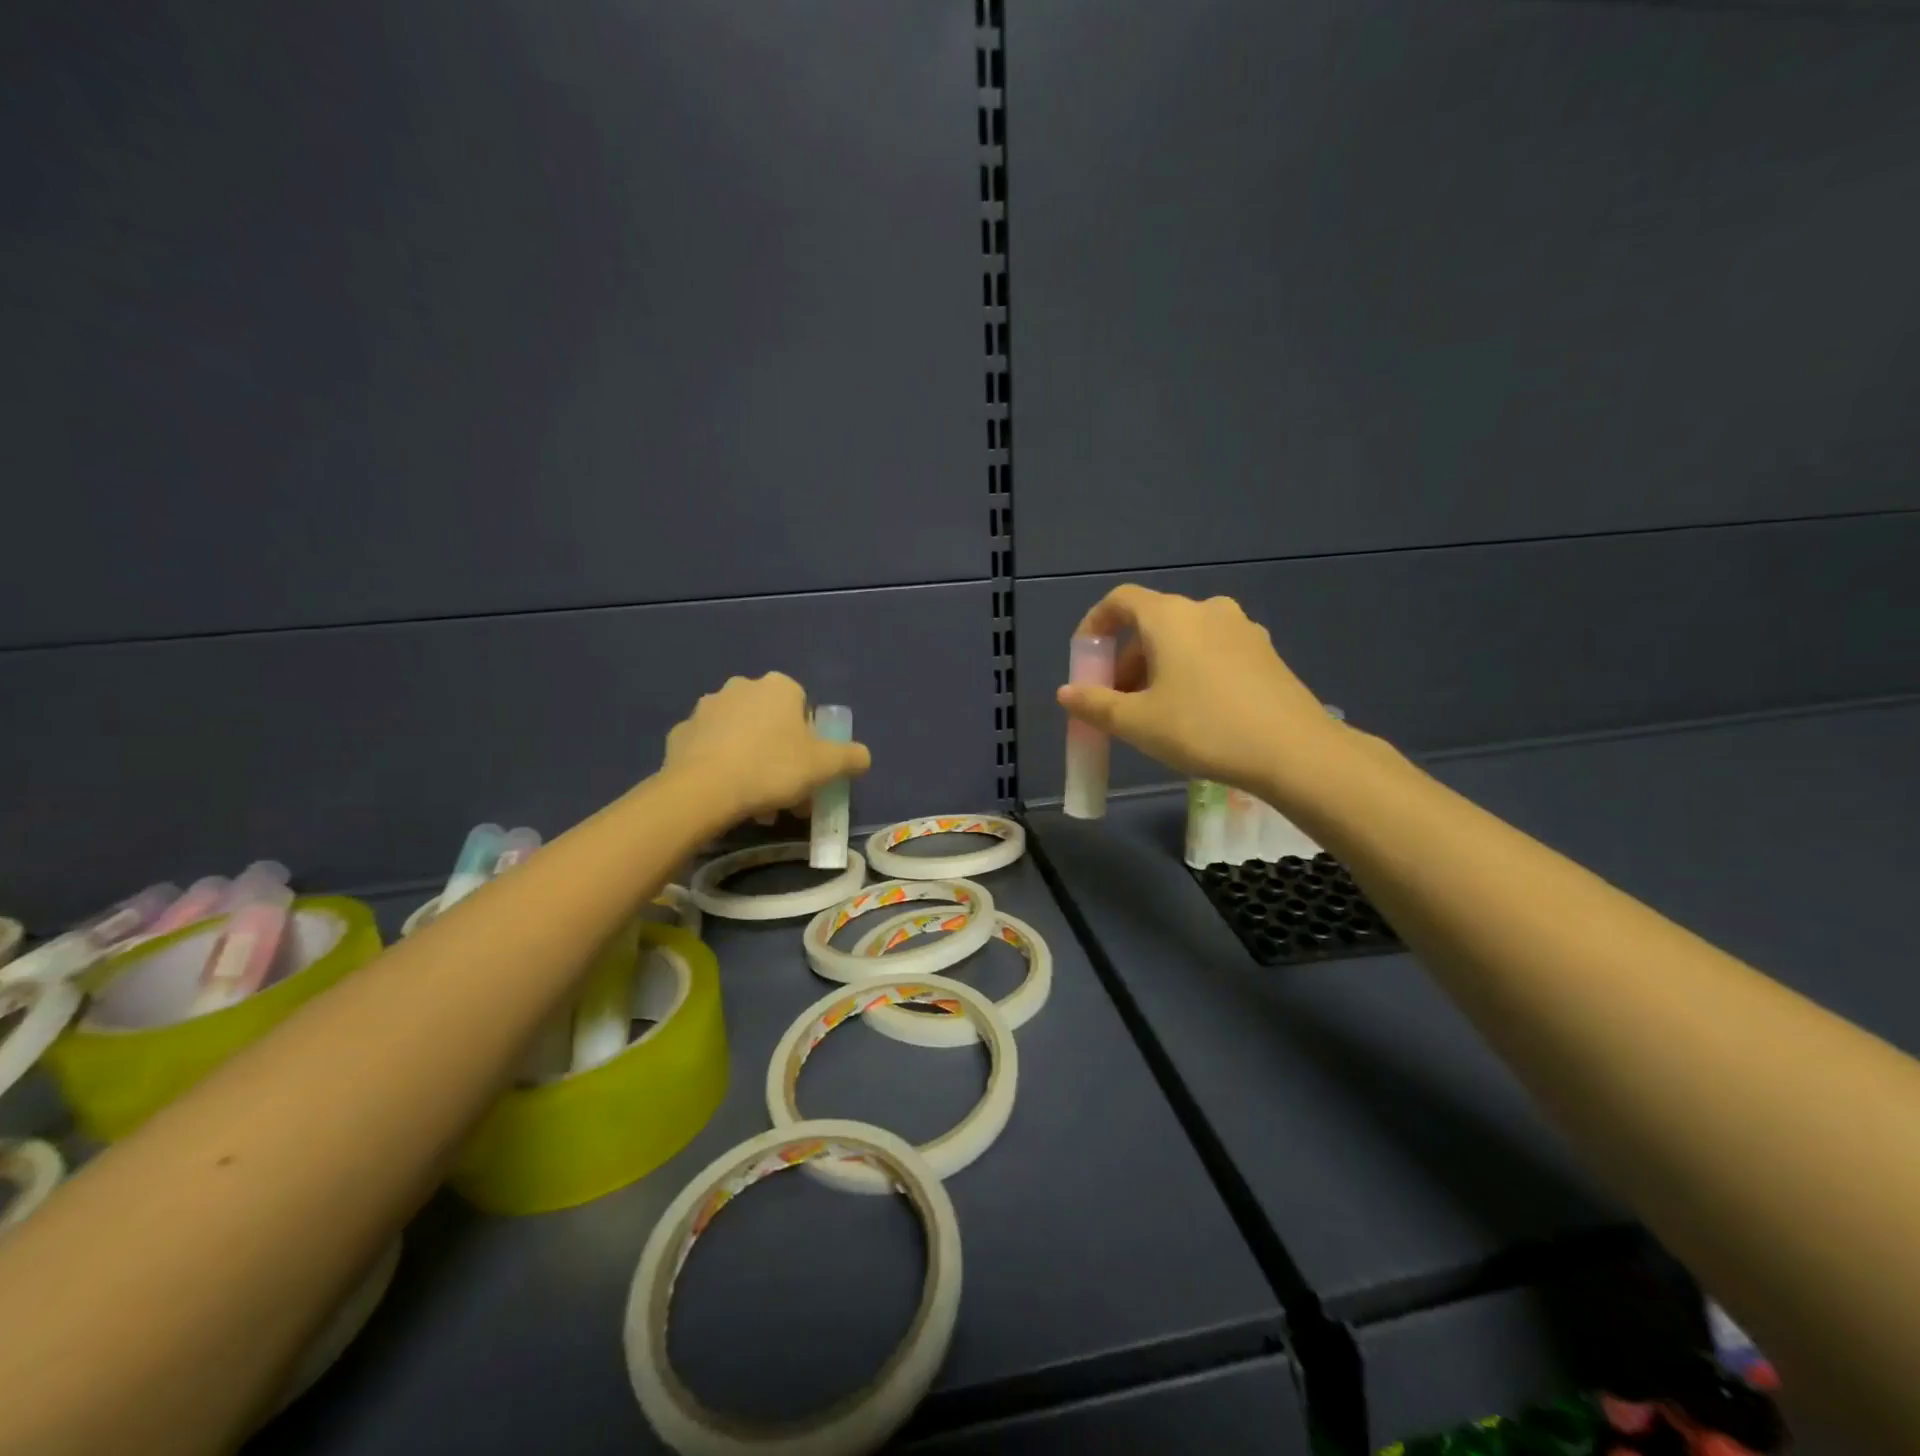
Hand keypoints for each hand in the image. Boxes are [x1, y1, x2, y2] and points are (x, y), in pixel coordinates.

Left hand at [663, 674, 870, 823]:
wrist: (704, 790)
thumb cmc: (772, 768)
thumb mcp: (826, 766)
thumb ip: (851, 757)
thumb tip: (862, 756)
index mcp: (778, 687)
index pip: (803, 708)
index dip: (810, 741)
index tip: (808, 770)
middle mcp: (741, 687)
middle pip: (771, 723)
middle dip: (780, 755)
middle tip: (785, 791)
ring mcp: (706, 709)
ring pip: (740, 737)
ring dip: (752, 763)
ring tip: (756, 803)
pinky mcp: (680, 734)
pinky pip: (710, 750)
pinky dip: (721, 767)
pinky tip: (726, 795)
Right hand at [1055, 586, 1342, 798]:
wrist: (1295, 751)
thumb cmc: (1204, 729)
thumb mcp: (1138, 723)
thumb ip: (1095, 704)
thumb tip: (1066, 693)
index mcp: (1171, 617)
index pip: (1120, 601)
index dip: (1094, 625)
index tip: (1085, 662)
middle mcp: (1206, 610)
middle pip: (1151, 624)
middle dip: (1125, 660)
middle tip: (1117, 702)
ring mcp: (1242, 629)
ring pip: (1183, 640)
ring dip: (1157, 668)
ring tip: (1153, 712)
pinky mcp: (1265, 653)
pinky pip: (1212, 651)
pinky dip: (1190, 671)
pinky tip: (1195, 713)